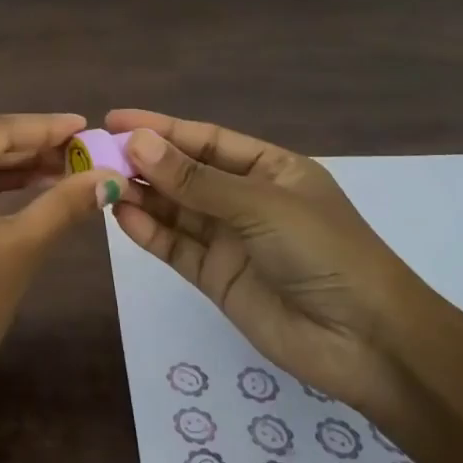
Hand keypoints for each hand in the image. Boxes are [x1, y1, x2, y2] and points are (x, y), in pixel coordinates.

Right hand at [105, 109, 432, 410]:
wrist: (367, 343)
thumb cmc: (324, 253)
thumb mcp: (260, 206)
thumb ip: (195, 180)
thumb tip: (137, 142)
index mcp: (270, 169)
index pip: (205, 140)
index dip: (161, 128)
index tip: (114, 119)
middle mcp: (246, 199)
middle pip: (185, 173)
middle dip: (144, 163)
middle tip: (95, 155)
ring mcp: (230, 239)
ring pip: (175, 209)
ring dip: (141, 196)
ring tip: (101, 184)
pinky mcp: (216, 277)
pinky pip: (176, 246)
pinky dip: (149, 232)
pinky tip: (122, 217)